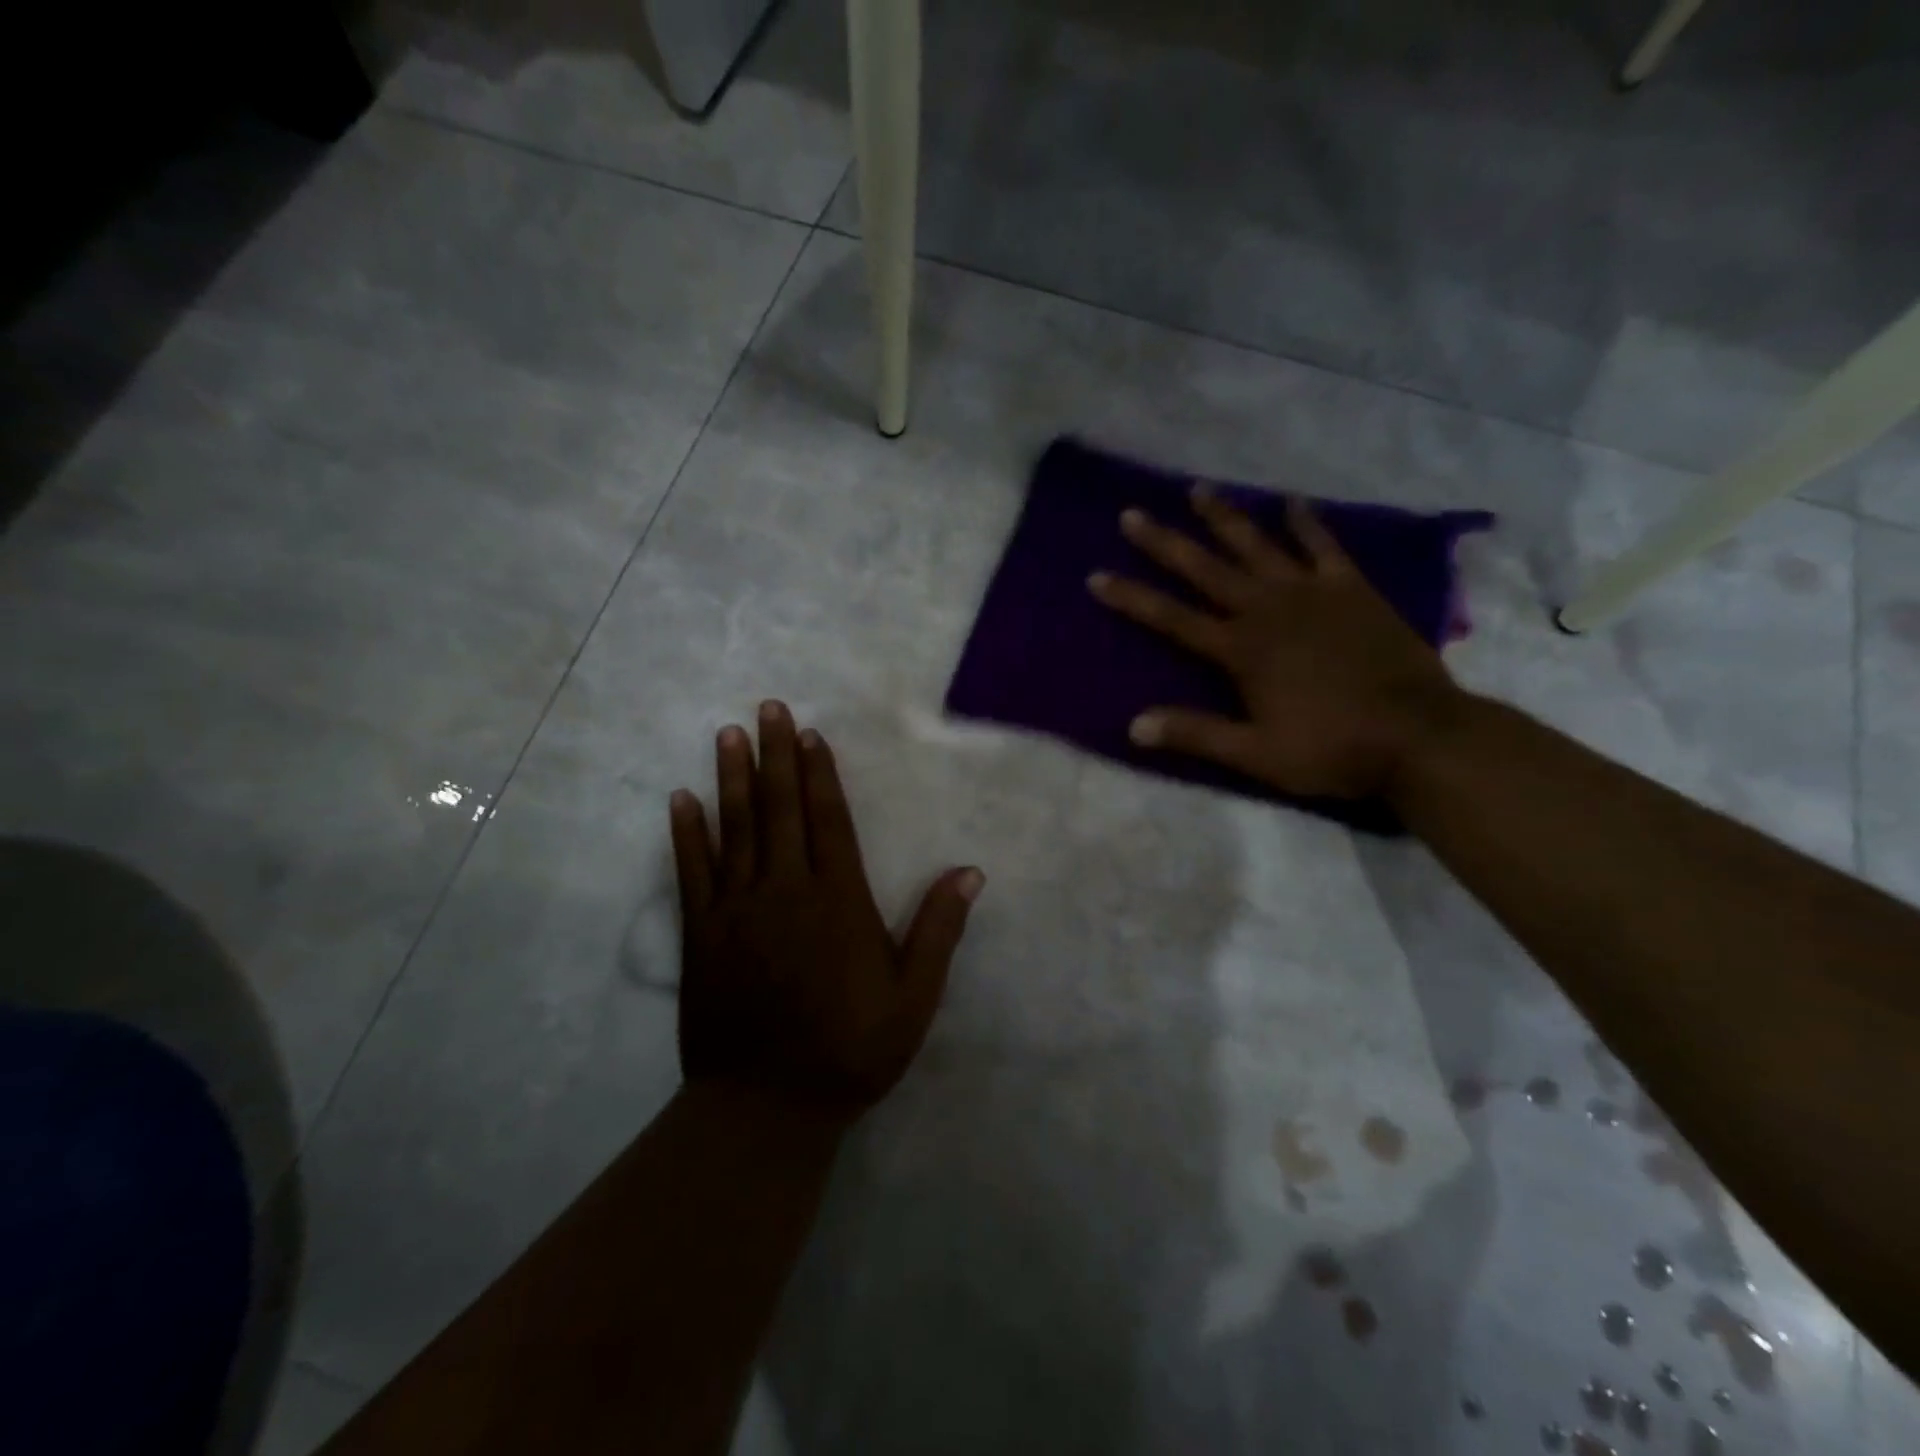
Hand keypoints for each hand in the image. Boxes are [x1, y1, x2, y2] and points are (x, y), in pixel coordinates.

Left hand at [669, 703, 983, 1121]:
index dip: (819, 774)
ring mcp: (737, 910)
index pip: (829, 821)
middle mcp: (785, 891)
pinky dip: (686, 833)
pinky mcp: (702, 934)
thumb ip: (939, 931)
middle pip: (779, 810)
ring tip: (728, 734)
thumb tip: (970, 871)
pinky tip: (681, 799)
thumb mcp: (914, 998)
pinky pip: (692, 871)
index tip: (809, 734)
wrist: (766, 1108)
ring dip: (731, 778)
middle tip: (767, 707)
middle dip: (775, 755)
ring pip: (734, 828)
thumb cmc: (850, 1051)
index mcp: (838, 901)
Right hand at [1088, 488, 1464, 800]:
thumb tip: (1133, 726)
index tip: (1097, 576)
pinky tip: (1291, 501)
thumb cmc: (1332, 748)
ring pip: (1257, 546)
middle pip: (1206, 569)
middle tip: (1131, 514)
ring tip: (1197, 489)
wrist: (1419, 736)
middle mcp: (1268, 610)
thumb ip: (1196, 734)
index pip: (1172, 618)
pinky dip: (1306, 522)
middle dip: (1165, 543)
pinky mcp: (1352, 589)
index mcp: (1241, 650)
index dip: (1132, 598)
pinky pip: (1323, 546)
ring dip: (1225, 517)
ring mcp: (1312, 593)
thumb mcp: (1256, 754)